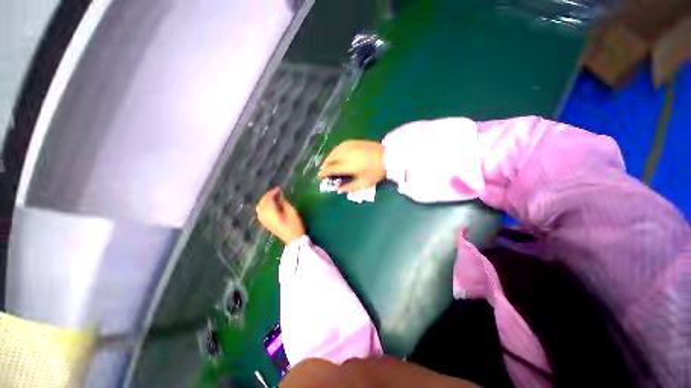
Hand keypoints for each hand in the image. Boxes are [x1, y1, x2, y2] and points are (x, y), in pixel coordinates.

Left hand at [256, 188, 305, 244]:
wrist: (293, 239)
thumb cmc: (295, 225)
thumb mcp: (292, 212)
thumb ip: (284, 202)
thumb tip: (279, 196)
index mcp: (271, 212)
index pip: (268, 199)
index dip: (272, 193)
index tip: (279, 189)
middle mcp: (265, 216)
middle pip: (262, 203)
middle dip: (267, 196)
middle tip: (275, 192)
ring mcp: (264, 221)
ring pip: (259, 208)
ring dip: (264, 201)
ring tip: (272, 198)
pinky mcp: (266, 224)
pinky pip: (260, 213)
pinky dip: (263, 207)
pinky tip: (269, 206)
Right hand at [318, 140, 384, 192]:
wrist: (388, 156)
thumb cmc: (376, 172)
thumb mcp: (365, 183)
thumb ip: (350, 187)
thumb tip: (338, 190)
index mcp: (348, 165)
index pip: (331, 169)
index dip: (324, 173)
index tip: (319, 176)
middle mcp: (346, 154)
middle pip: (331, 159)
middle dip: (325, 164)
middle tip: (322, 170)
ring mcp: (350, 146)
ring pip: (334, 151)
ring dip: (329, 157)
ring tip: (327, 162)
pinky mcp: (354, 141)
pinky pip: (340, 146)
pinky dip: (335, 151)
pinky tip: (336, 154)